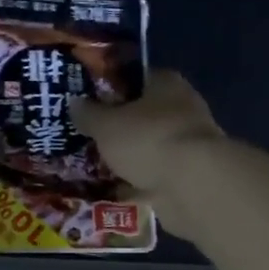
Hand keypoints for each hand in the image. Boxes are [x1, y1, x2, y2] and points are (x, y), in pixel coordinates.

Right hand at [72, 70, 226, 229]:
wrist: (193, 185)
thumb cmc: (148, 140)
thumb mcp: (106, 124)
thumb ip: (89, 113)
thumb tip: (75, 103)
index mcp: (166, 84)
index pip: (135, 79)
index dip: (110, 89)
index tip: (87, 103)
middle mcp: (182, 109)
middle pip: (142, 115)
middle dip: (118, 128)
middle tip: (87, 137)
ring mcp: (189, 144)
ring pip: (149, 148)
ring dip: (129, 157)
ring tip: (96, 167)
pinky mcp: (190, 176)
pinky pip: (155, 176)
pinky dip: (138, 183)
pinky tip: (115, 191)